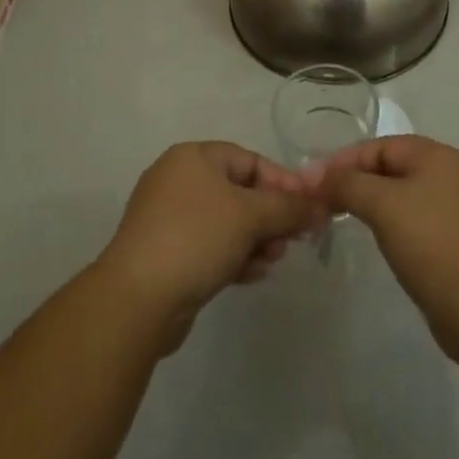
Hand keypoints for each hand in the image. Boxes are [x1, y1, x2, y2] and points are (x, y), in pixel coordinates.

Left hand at [95, 142, 325, 350]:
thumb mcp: (250, 216)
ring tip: (274, 259)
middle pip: (239, 192)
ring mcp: (168, 219)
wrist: (137, 300)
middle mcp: (178, 181)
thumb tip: (322, 207)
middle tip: (293, 239)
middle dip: (270, 216)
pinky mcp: (166, 254)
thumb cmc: (196, 238)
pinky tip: (254, 274)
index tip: (308, 208)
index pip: (249, 160)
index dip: (282, 182)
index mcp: (194, 158)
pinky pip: (210, 246)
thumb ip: (289, 209)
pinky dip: (234, 256)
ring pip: (226, 222)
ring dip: (256, 239)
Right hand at [311, 135, 458, 364]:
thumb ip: (347, 184)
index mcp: (438, 155)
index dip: (344, 161)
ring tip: (347, 219)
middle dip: (358, 181)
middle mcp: (453, 173)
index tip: (312, 182)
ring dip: (375, 204)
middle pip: (393, 167)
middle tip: (325, 202)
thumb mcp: (382, 205)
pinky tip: (383, 242)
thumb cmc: (430, 243)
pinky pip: (419, 220)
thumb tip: (316, 176)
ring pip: (406, 195)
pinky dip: (396, 224)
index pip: (380, 146)